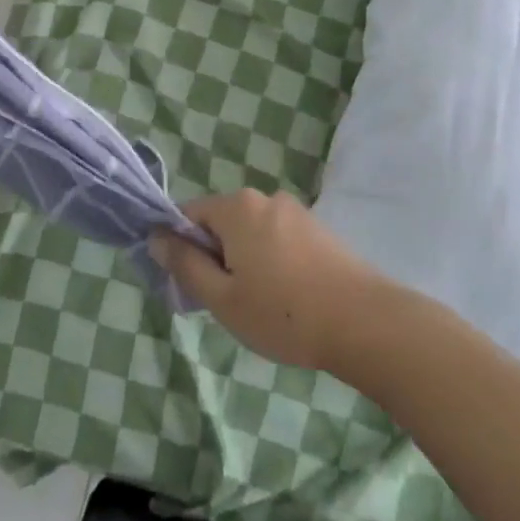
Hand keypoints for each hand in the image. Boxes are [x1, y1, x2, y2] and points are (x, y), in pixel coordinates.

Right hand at [149, 189, 389, 371]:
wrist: (364, 323)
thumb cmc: (283, 314)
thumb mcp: (222, 298)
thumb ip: (184, 265)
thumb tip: (155, 237)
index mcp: (236, 207)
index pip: (189, 213)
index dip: (181, 247)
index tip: (192, 285)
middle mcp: (264, 197)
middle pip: (222, 221)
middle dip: (216, 256)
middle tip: (226, 302)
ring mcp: (295, 211)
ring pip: (252, 232)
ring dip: (245, 260)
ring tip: (261, 305)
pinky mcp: (319, 228)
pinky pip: (278, 238)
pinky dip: (273, 261)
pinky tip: (288, 298)